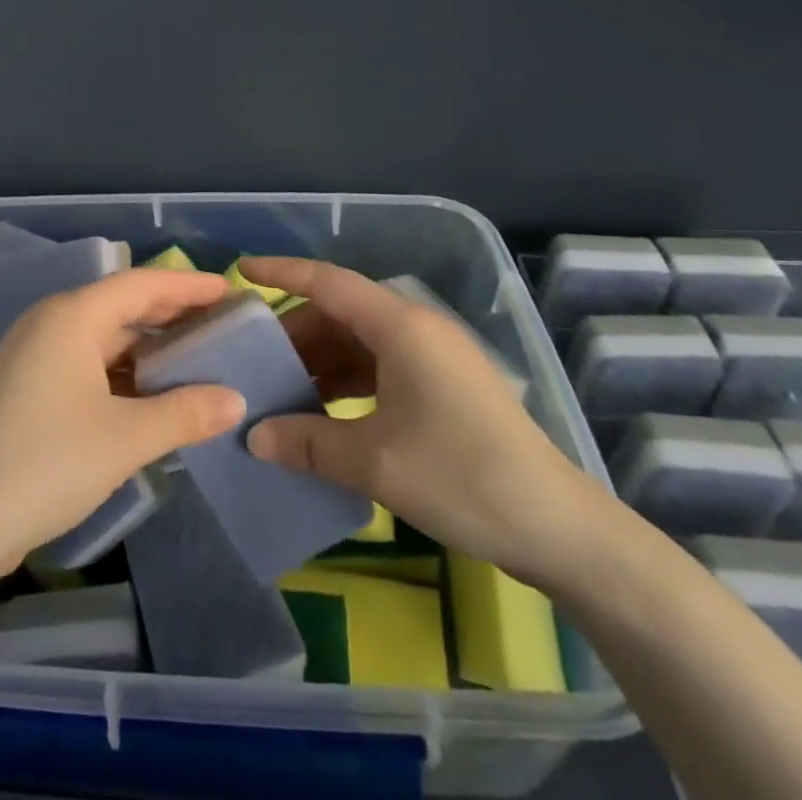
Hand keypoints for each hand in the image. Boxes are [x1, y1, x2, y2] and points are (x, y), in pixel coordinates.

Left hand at [0, 268, 244, 574]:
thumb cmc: (48, 463)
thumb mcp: (125, 439)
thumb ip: (185, 414)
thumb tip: (235, 400)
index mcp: (71, 317)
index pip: (140, 284)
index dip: (186, 285)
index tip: (226, 290)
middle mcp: (50, 324)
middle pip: (120, 306)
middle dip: (170, 315)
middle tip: (219, 325)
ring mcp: (34, 356)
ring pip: (103, 338)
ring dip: (147, 348)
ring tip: (195, 359)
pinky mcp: (28, 388)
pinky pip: (86, 363)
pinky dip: (122, 372)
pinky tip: (150, 394)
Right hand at [243, 257, 610, 586]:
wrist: (560, 529)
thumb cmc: (463, 477)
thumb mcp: (375, 462)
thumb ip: (308, 443)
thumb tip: (252, 436)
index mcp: (400, 326)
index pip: (328, 281)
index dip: (282, 272)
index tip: (240, 272)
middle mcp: (417, 328)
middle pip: (341, 312)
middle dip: (295, 332)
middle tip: (253, 358)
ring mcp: (434, 357)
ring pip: (360, 341)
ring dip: (321, 361)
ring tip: (280, 388)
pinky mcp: (444, 385)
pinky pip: (381, 366)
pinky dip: (347, 381)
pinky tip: (324, 412)